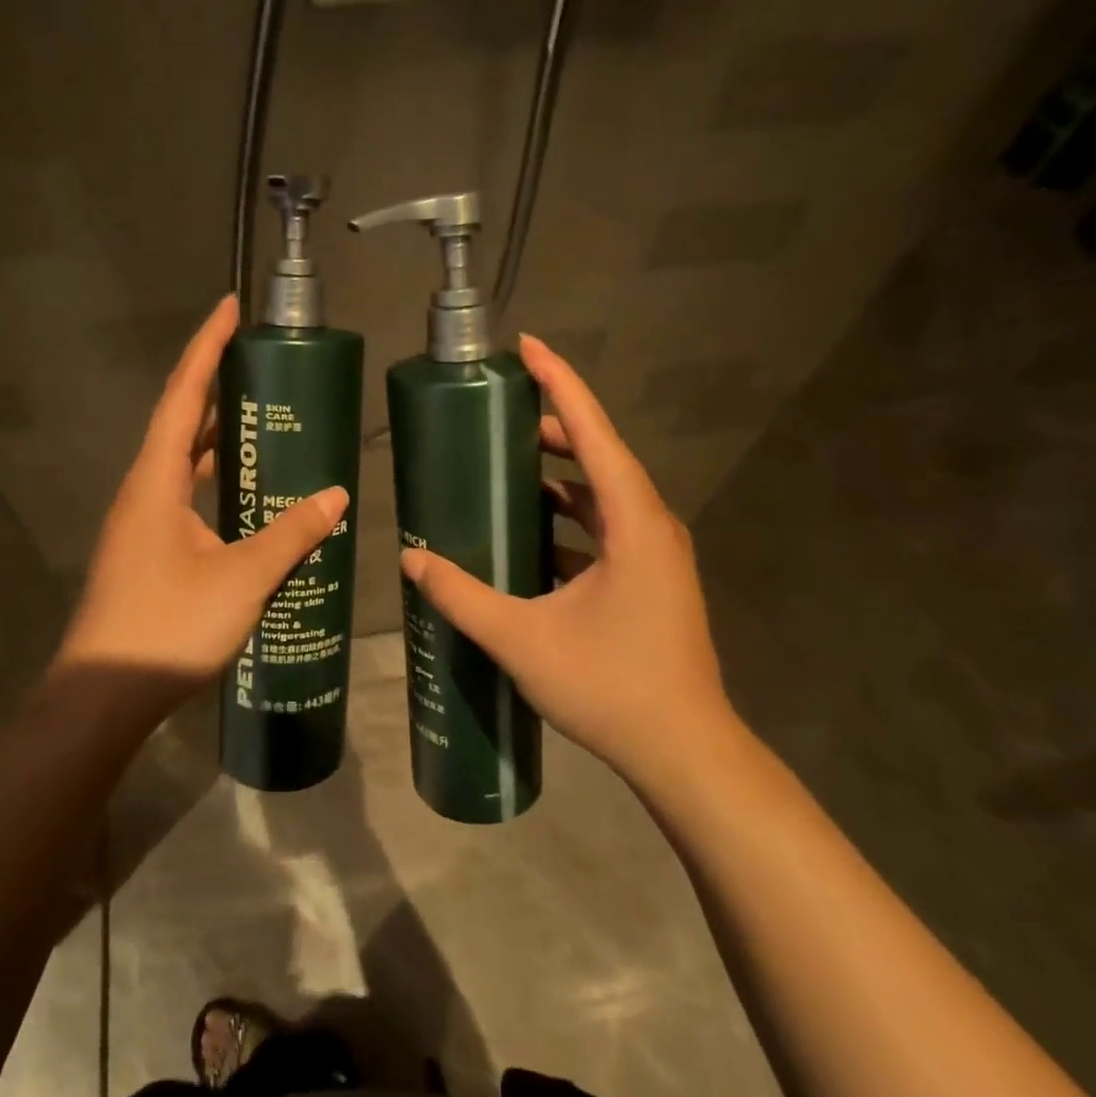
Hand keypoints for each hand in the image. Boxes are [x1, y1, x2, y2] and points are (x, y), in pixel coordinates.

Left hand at [57, 295, 348, 707]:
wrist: (103, 696)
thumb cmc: (168, 627)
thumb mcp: (242, 579)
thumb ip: (290, 534)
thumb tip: (337, 494)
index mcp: (156, 481)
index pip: (181, 396)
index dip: (206, 348)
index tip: (230, 308)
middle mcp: (144, 491)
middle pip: (178, 421)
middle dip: (214, 383)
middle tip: (259, 362)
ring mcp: (143, 523)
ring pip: (180, 461)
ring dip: (214, 433)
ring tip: (260, 415)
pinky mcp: (149, 550)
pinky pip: (185, 494)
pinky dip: (214, 478)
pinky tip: (245, 492)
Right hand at [398, 334, 741, 786]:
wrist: (684, 751)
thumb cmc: (611, 687)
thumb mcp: (522, 639)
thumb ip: (462, 595)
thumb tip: (412, 558)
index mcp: (633, 522)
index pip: (593, 431)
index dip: (560, 382)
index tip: (527, 345)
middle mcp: (651, 525)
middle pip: (600, 455)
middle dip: (553, 426)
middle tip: (500, 413)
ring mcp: (655, 554)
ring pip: (603, 494)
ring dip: (561, 475)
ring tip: (508, 463)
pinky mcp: (650, 579)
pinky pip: (606, 528)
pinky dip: (570, 517)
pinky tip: (530, 532)